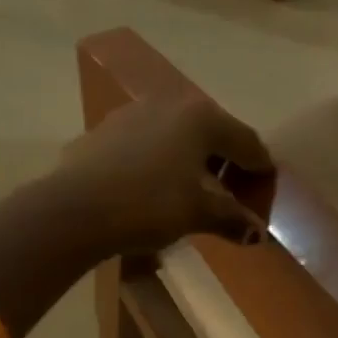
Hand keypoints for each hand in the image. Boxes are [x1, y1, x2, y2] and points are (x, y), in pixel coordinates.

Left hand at [57, 95, 273, 256]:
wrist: (72, 210)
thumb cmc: (149, 204)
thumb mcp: (198, 213)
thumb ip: (232, 217)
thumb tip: (257, 233)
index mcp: (202, 118)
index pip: (247, 141)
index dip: (260, 168)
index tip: (266, 189)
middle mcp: (171, 104)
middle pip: (213, 132)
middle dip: (227, 161)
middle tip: (234, 192)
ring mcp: (134, 113)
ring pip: (178, 135)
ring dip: (193, 159)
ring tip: (195, 189)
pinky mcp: (105, 130)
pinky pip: (148, 142)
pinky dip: (162, 160)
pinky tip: (155, 186)